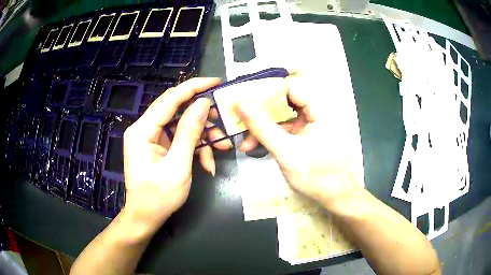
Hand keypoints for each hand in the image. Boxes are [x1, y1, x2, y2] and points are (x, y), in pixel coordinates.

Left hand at [122, 78, 231, 232]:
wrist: (145, 218)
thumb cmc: (159, 197)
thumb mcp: (178, 166)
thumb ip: (189, 132)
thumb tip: (203, 103)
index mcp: (142, 130)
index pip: (170, 98)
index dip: (194, 87)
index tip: (216, 82)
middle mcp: (144, 129)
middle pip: (176, 109)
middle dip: (202, 116)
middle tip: (223, 120)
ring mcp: (151, 138)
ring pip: (181, 125)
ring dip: (202, 136)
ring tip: (222, 148)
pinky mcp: (158, 147)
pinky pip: (179, 139)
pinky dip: (195, 148)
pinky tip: (207, 163)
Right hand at [235, 75, 362, 209]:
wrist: (336, 197)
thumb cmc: (317, 176)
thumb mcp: (286, 152)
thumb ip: (263, 127)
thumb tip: (241, 104)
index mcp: (320, 109)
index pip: (290, 86)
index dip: (267, 90)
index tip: (245, 99)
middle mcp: (318, 111)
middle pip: (285, 101)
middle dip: (262, 112)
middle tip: (241, 120)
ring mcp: (313, 124)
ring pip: (284, 116)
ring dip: (264, 127)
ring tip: (245, 141)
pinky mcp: (309, 135)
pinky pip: (288, 128)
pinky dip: (273, 135)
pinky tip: (257, 146)